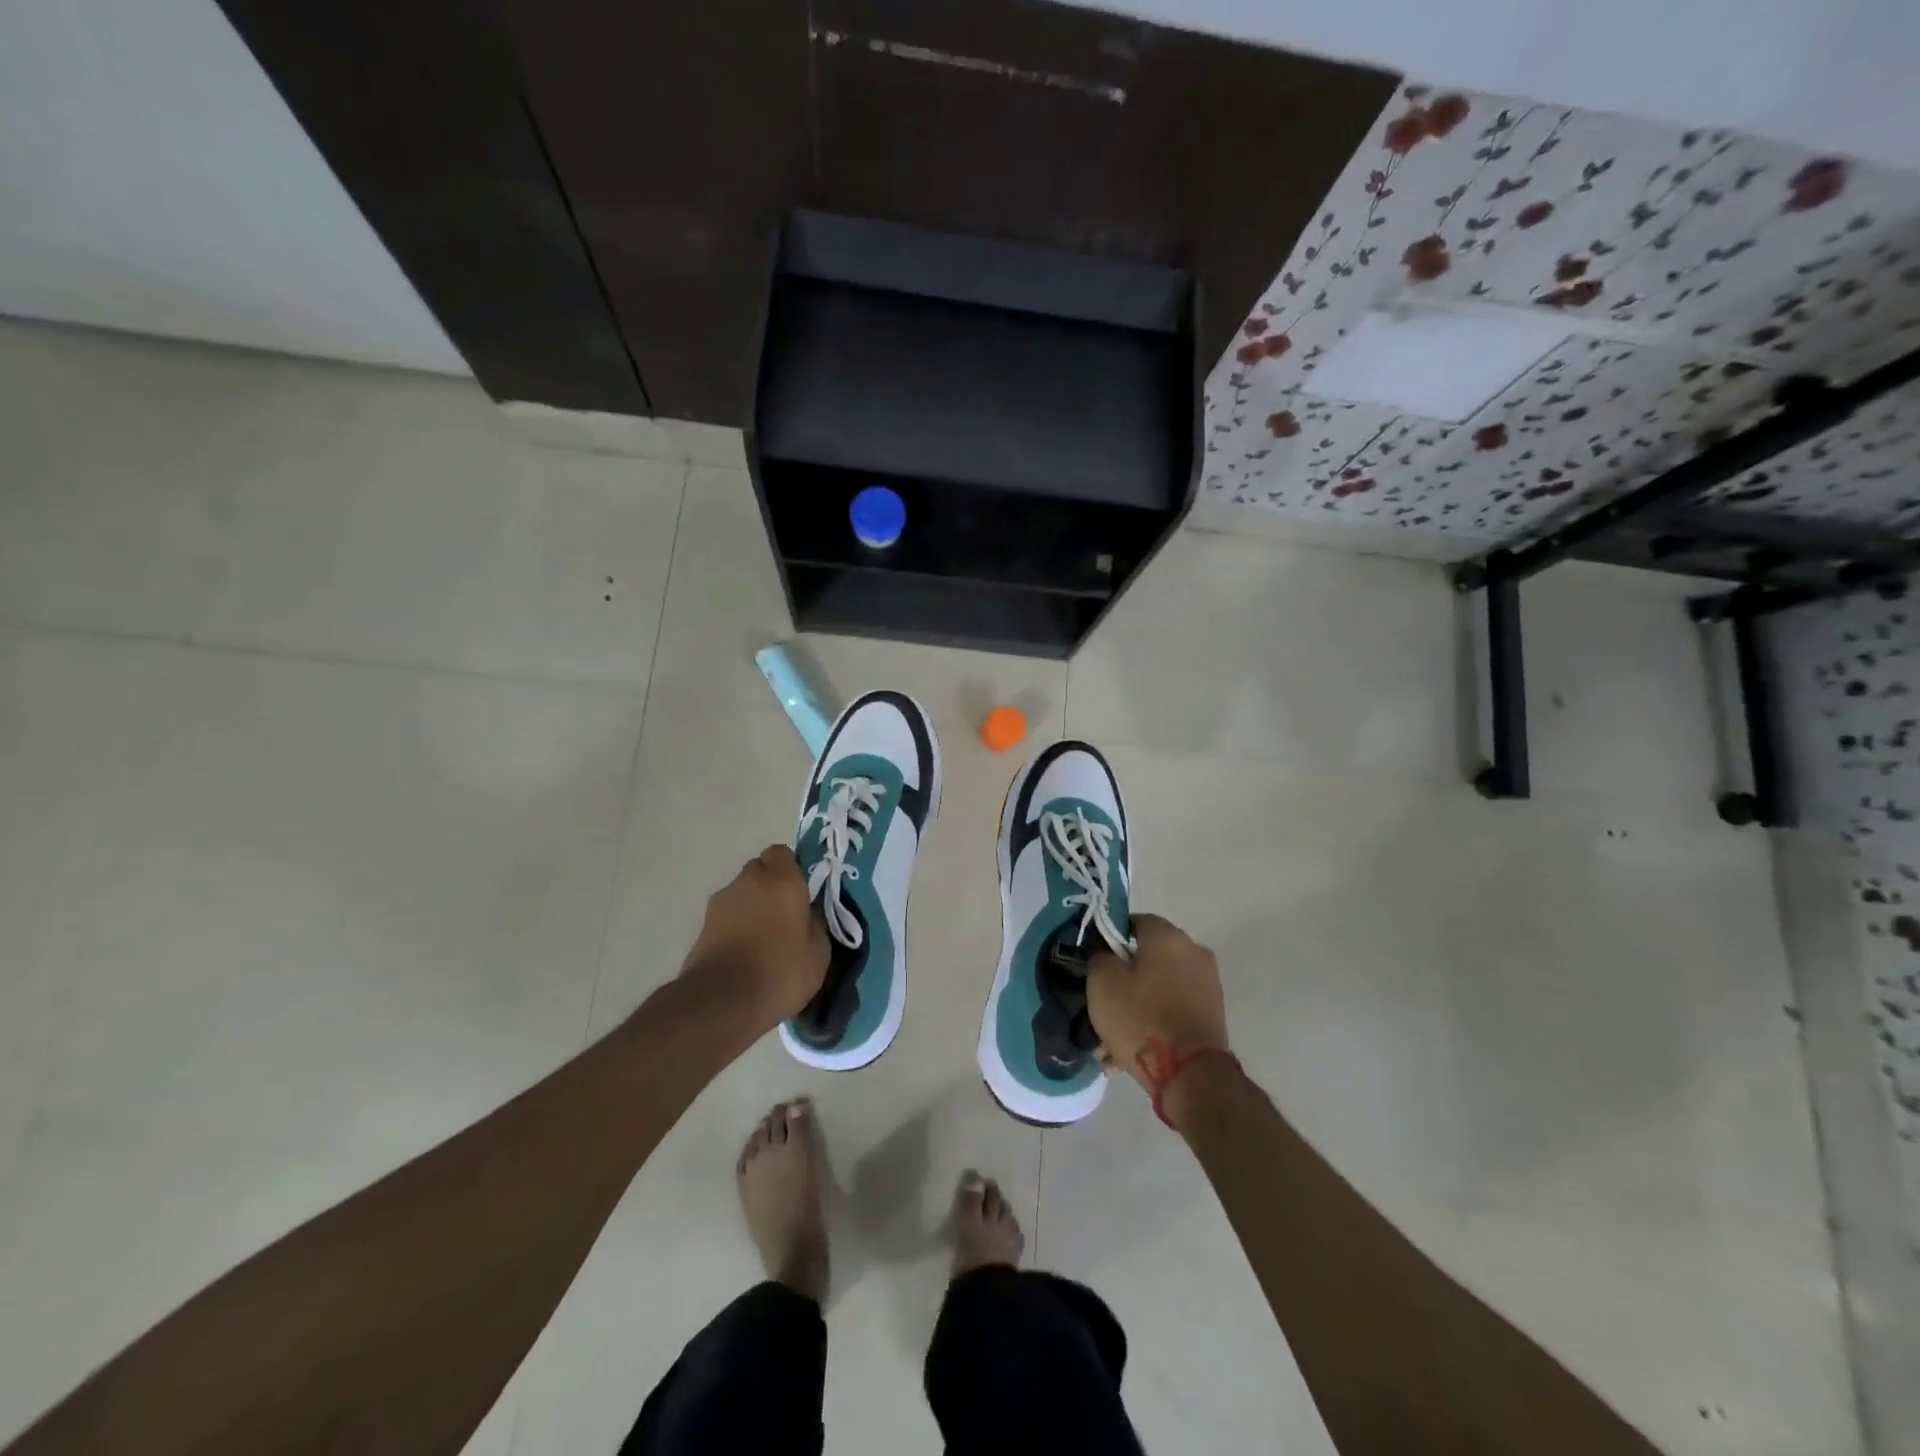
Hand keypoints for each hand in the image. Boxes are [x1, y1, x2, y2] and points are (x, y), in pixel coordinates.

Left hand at [681, 845, 829, 1029]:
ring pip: (742, 893)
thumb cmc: (780, 972)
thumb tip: (807, 913)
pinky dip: (736, 926)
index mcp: (781, 879)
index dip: (792, 869)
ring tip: (764, 940)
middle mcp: (748, 881)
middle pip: (760, 870)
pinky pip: (727, 916)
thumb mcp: (819, 953)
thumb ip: (816, 923)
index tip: (802, 893)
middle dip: (771, 886)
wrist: (721, 1003)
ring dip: (752, 907)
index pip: (782, 853)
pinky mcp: (702, 926)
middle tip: (786, 915)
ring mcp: (720, 903)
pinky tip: (745, 954)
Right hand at [1086, 913, 1229, 1098]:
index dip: (1110, 939)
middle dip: (1126, 975)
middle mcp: (1194, 951)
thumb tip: (1107, 952)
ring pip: (1161, 984)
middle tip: (1104, 1000)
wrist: (1191, 1075)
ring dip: (1140, 1001)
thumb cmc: (1141, 1018)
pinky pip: (1175, 1006)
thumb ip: (1100, 956)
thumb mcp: (1102, 982)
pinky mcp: (1213, 1012)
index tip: (1097, 963)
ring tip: (1117, 1034)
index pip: (1133, 922)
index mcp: (1168, 936)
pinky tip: (1138, 1044)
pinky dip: (1157, 1018)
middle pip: (1150, 955)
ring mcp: (1208, 983)